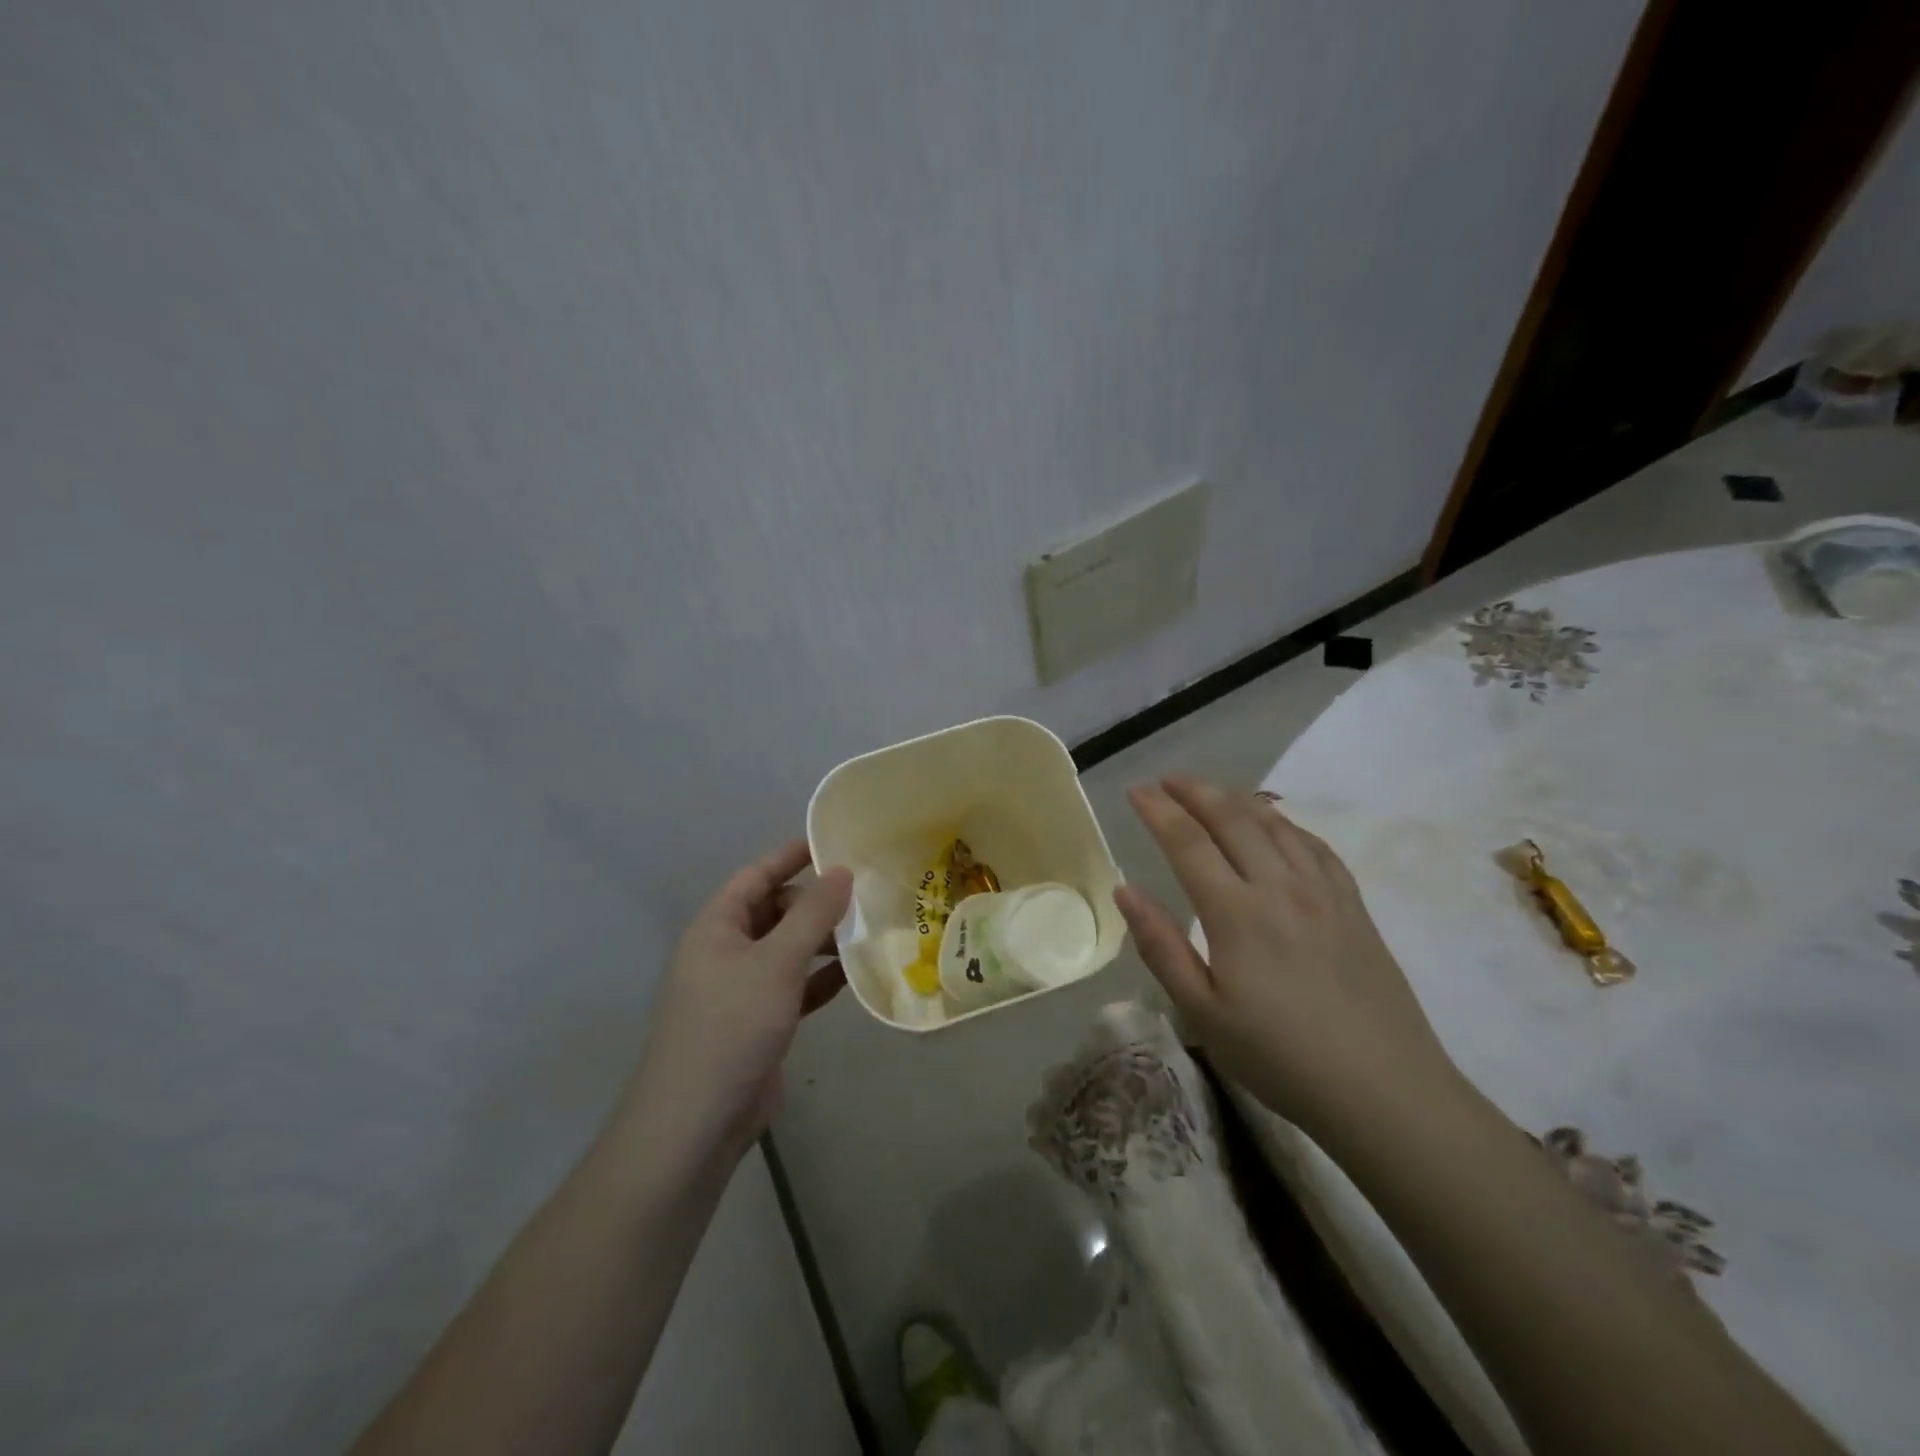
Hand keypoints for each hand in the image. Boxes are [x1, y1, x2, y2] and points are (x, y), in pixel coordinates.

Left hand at [623, 841, 851, 1162]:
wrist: (697, 1122)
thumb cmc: (731, 1026)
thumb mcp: (776, 962)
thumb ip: (812, 914)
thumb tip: (842, 871)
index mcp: (717, 927)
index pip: (756, 876)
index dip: (791, 856)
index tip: (832, 844)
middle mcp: (727, 951)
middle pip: (775, 911)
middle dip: (815, 903)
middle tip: (864, 896)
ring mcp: (742, 989)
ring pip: (788, 950)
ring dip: (823, 941)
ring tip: (868, 932)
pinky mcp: (760, 1021)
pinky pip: (795, 986)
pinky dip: (821, 979)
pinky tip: (856, 976)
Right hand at [1116, 776, 1457, 1142]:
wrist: (1385, 1091)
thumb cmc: (1280, 1058)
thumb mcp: (1202, 1014)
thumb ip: (1160, 946)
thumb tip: (1125, 890)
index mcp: (1236, 913)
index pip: (1188, 842)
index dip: (1159, 811)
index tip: (1136, 791)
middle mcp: (1279, 887)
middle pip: (1232, 819)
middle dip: (1195, 792)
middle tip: (1168, 780)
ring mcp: (1323, 892)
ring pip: (1276, 825)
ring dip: (1238, 800)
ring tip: (1213, 792)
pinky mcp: (1354, 906)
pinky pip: (1316, 846)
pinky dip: (1287, 824)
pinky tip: (1277, 827)